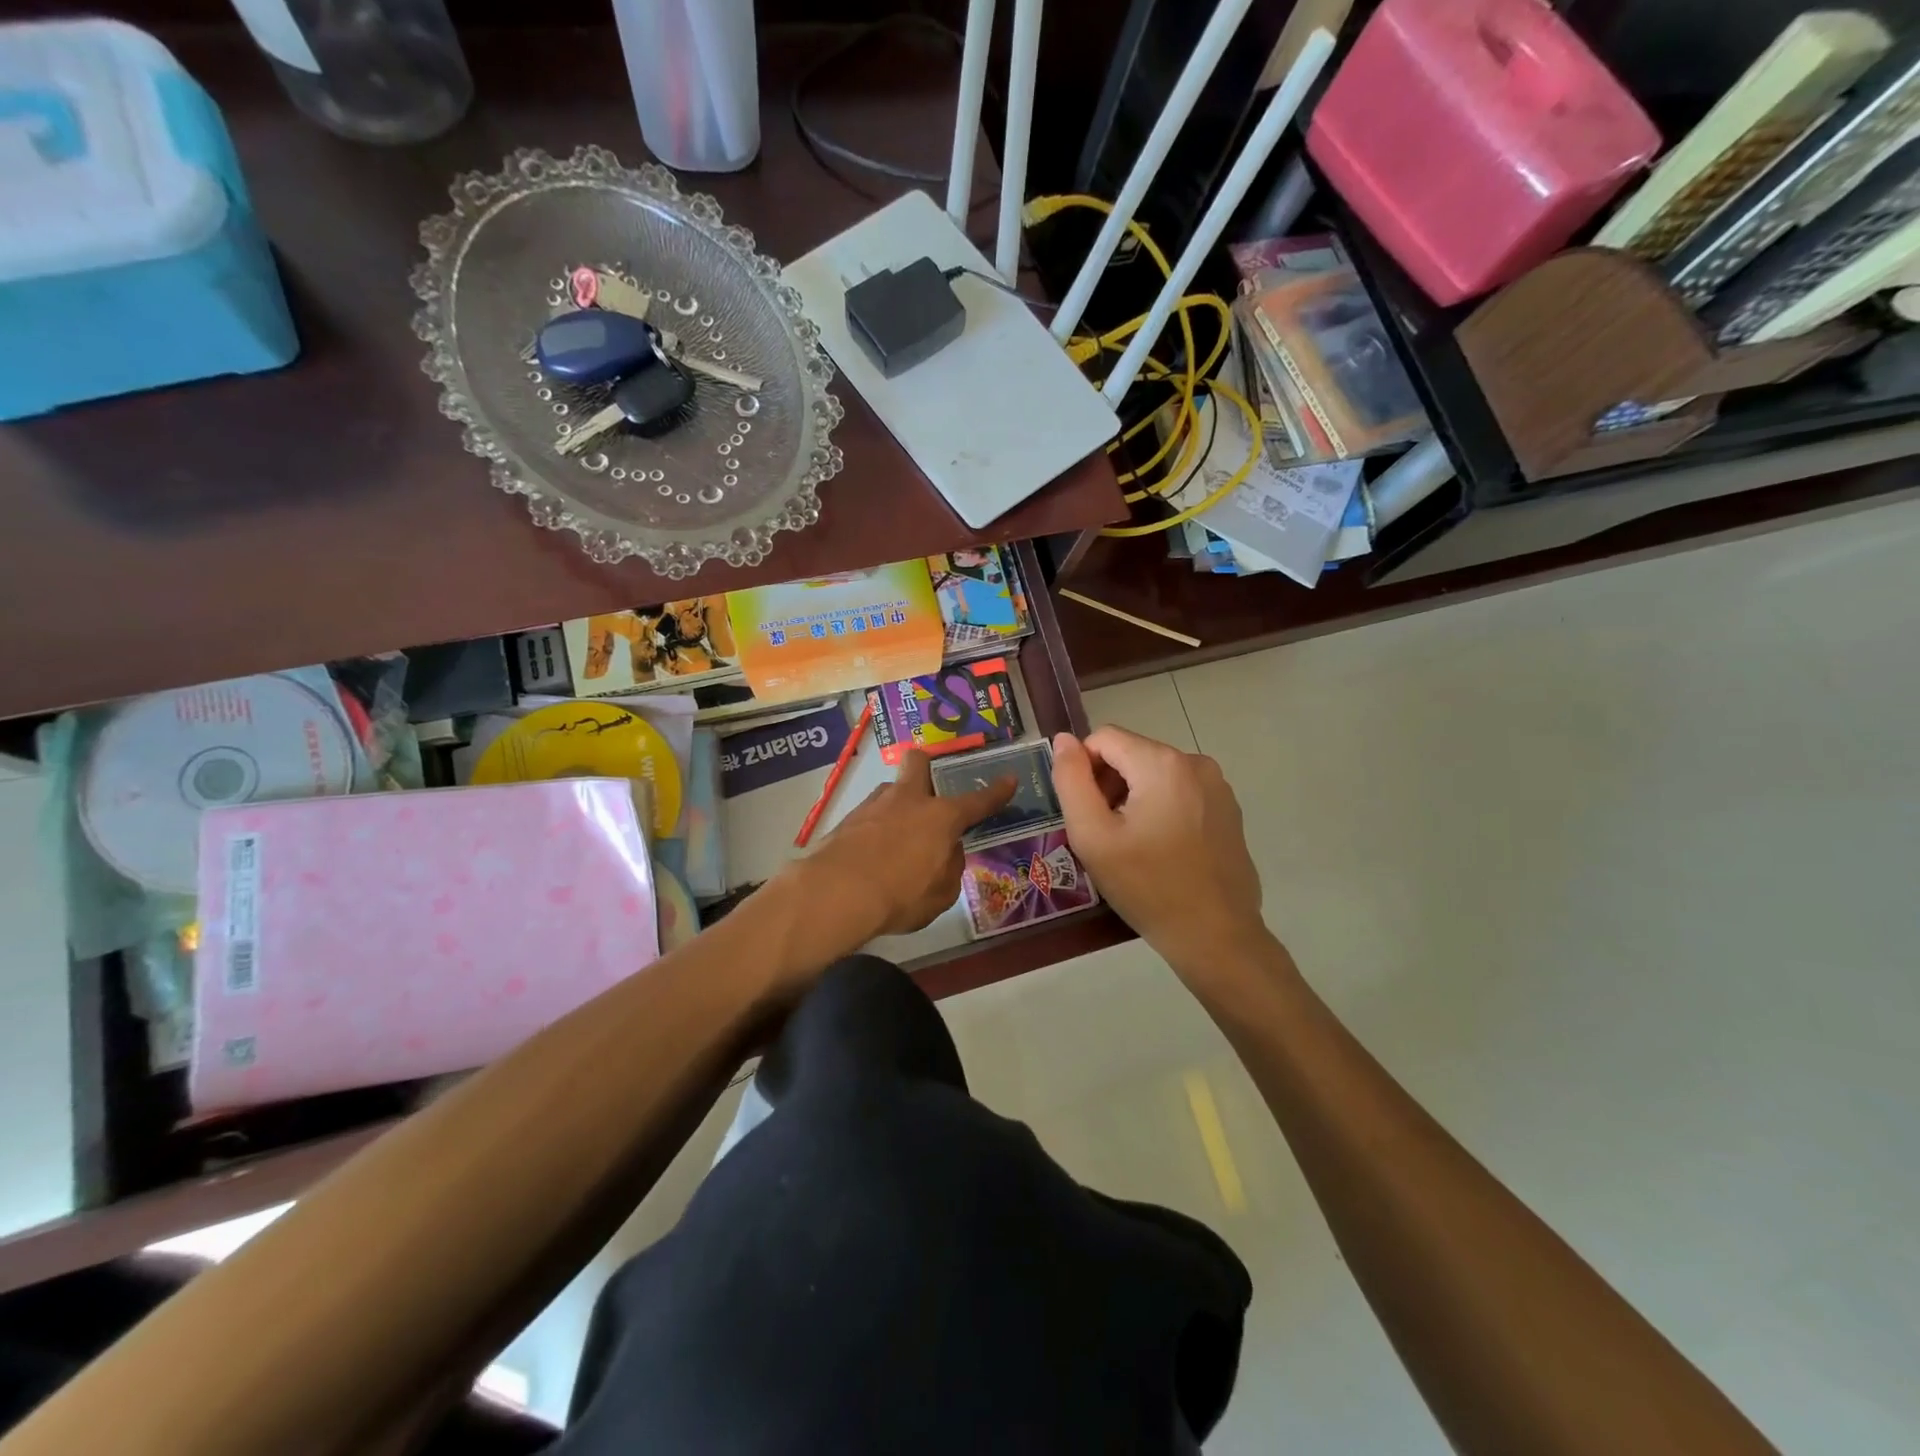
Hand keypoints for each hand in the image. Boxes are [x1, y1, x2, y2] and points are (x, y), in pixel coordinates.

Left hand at [789, 749, 1014, 946]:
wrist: (836, 893)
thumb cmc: (900, 895)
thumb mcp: (941, 893)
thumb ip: (949, 867)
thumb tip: (947, 852)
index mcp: (941, 817)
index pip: (977, 801)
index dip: (996, 792)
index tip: (1009, 780)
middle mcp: (908, 800)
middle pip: (919, 762)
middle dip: (928, 768)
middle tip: (930, 792)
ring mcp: (874, 805)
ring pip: (891, 789)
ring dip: (898, 805)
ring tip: (898, 837)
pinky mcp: (846, 819)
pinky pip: (870, 815)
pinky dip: (876, 829)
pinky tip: (873, 853)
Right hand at [1051, 727, 1269, 976]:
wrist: (1215, 936)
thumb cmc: (1147, 887)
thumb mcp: (1093, 836)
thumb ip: (1071, 781)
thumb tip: (1063, 740)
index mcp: (1162, 763)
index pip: (1104, 738)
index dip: (1082, 769)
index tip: (1083, 812)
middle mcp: (1195, 762)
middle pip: (1131, 754)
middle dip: (1109, 785)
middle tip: (1104, 834)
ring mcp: (1217, 785)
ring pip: (1155, 773)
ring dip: (1133, 798)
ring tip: (1131, 845)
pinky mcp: (1229, 809)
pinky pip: (1180, 792)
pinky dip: (1161, 809)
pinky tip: (1160, 849)